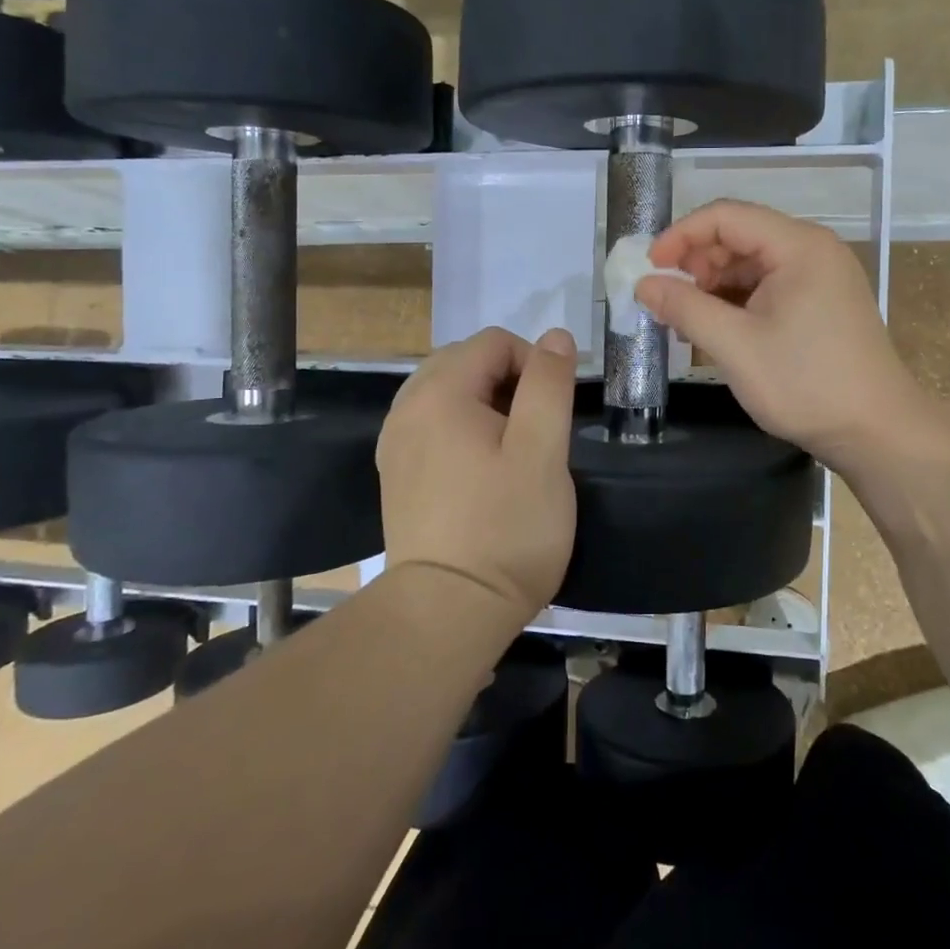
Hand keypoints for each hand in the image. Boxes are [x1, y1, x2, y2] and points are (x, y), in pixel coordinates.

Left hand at [377, 326, 577, 618]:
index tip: (554, 409)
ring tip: (513, 447)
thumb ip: (548, 384)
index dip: (533, 362)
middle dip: (508, 380)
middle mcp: (406, 409)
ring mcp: (395, 444)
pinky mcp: (395, 474)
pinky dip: (461, 428)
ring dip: (485, 403)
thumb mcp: (543, 451)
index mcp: (439, 394)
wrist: (447, 612)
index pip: (493, 342)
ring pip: (447, 393)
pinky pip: (431, 425)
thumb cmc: (506, 528)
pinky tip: (481, 468)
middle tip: (537, 429)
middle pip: (464, 361)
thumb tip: (555, 336)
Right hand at [633, 200, 922, 470]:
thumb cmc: (806, 384)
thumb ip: (685, 308)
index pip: (726, 216)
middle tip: (667, 300)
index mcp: (799, 246)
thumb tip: (643, 284)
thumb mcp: (735, 346)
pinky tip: (717, 328)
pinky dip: (737, 301)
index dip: (681, 235)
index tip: (649, 268)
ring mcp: (821, 277)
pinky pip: (768, 286)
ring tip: (687, 320)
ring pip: (752, 263)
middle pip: (740, 236)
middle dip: (696, 263)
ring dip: (714, 285)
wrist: (877, 431)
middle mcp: (813, 250)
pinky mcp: (822, 302)